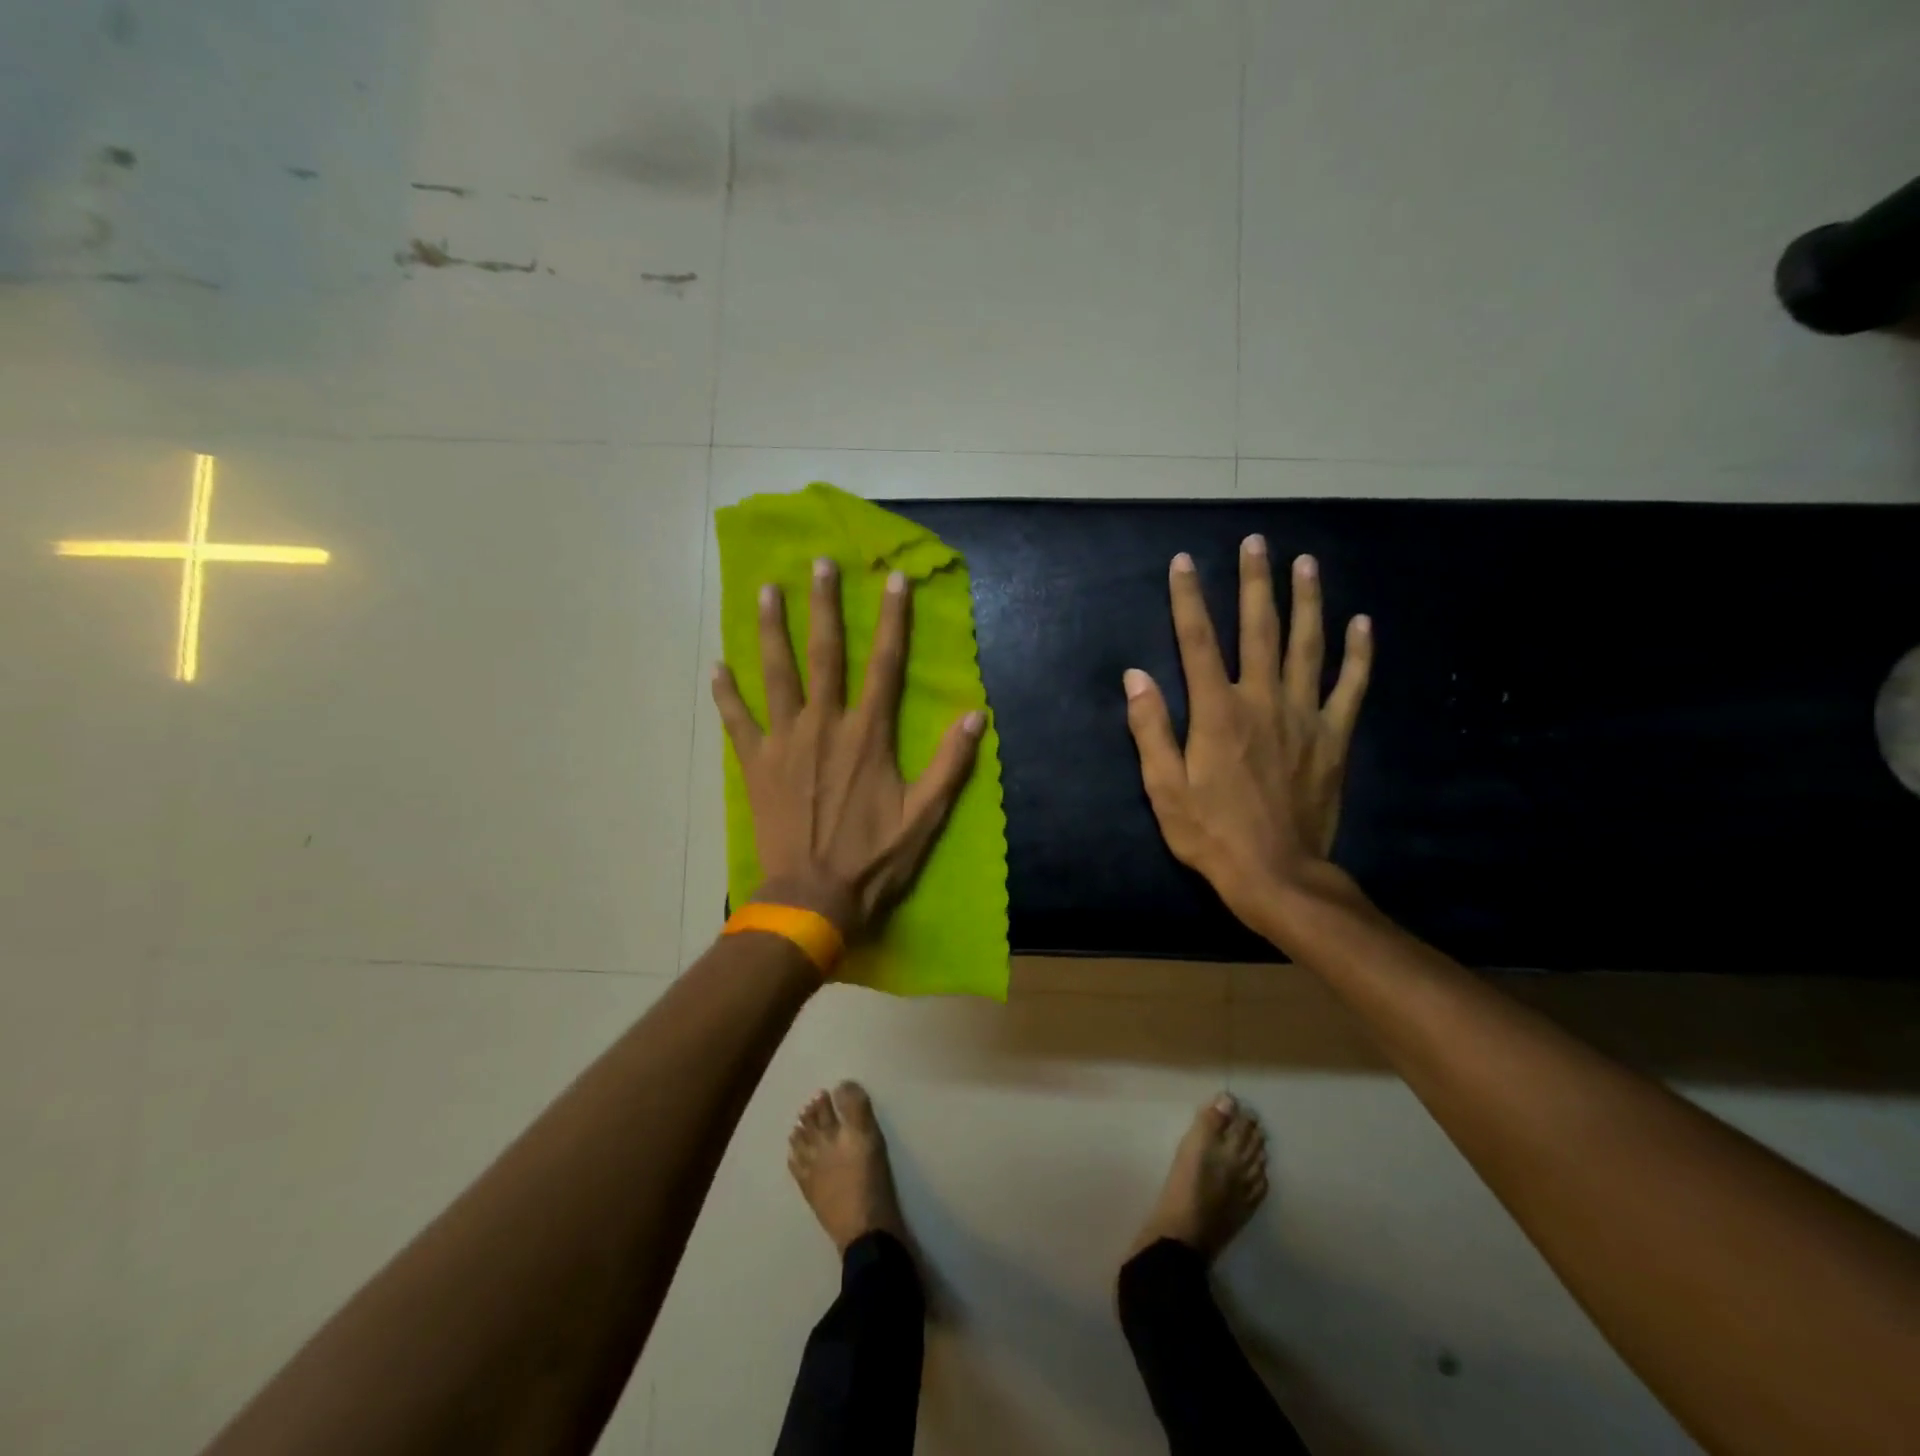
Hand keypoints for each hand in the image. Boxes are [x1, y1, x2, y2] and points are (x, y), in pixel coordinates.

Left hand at [713, 558, 985, 943]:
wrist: (812, 897)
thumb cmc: (873, 859)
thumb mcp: (925, 817)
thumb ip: (950, 764)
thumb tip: (975, 714)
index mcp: (868, 735)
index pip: (885, 664)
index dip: (893, 619)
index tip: (892, 580)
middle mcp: (825, 725)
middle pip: (825, 654)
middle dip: (824, 606)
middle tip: (819, 564)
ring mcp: (784, 742)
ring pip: (776, 674)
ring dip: (771, 630)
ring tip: (766, 591)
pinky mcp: (756, 764)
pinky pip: (737, 720)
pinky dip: (726, 693)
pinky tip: (716, 666)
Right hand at [1124, 538, 1371, 930]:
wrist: (1277, 875)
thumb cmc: (1212, 834)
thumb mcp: (1164, 789)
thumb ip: (1151, 730)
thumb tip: (1136, 677)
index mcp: (1217, 712)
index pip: (1196, 642)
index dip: (1188, 599)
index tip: (1183, 562)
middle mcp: (1262, 701)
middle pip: (1258, 630)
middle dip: (1255, 583)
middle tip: (1256, 543)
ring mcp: (1304, 717)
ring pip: (1307, 646)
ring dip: (1307, 602)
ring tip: (1306, 563)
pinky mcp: (1333, 737)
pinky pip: (1350, 687)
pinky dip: (1358, 654)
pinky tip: (1363, 623)